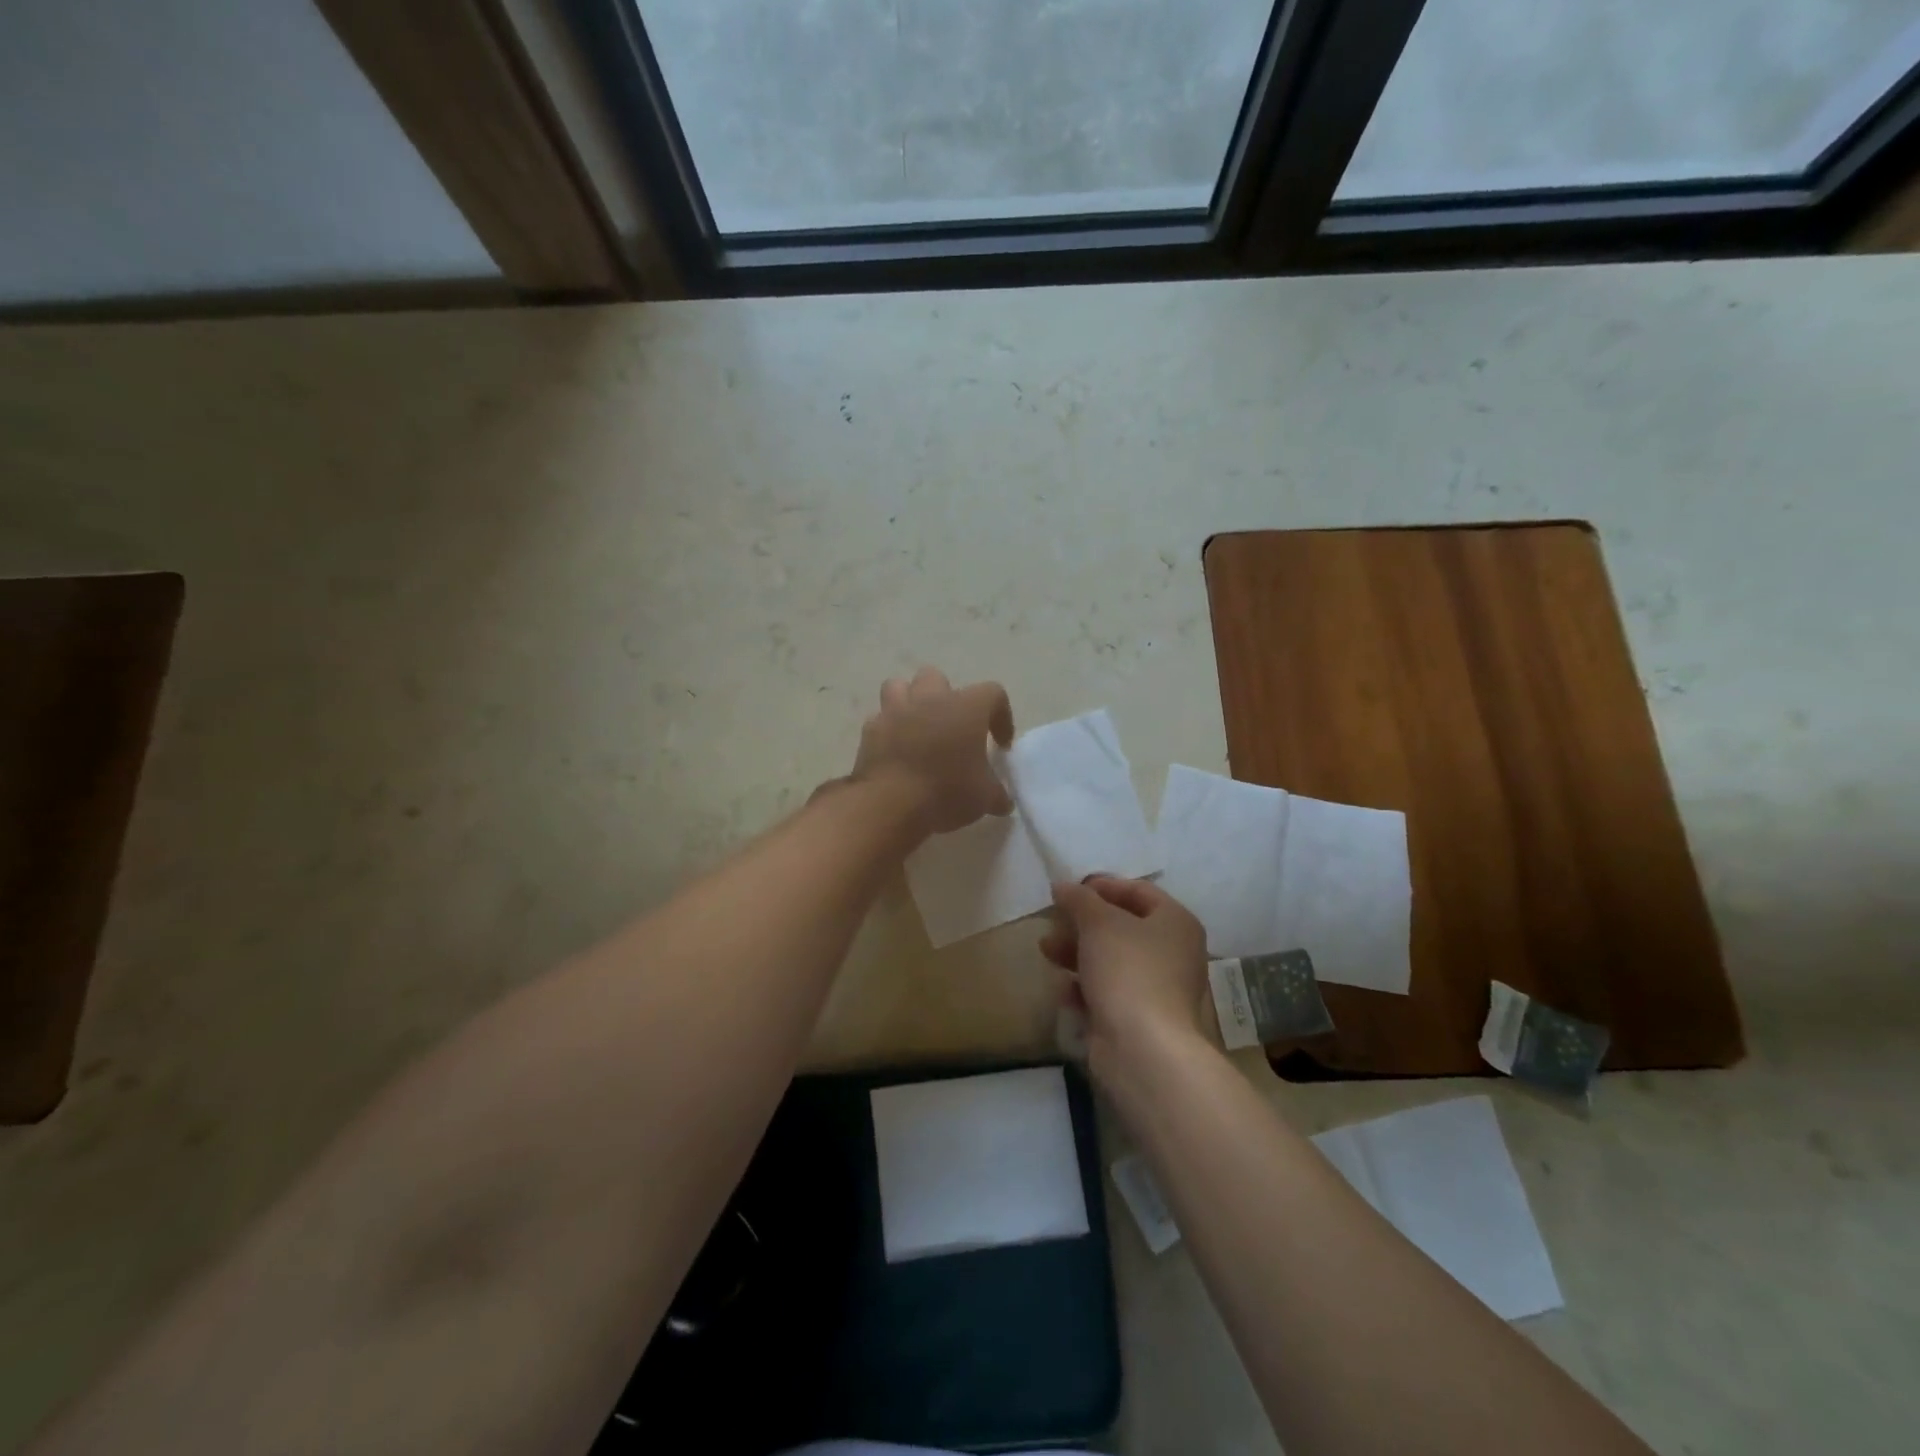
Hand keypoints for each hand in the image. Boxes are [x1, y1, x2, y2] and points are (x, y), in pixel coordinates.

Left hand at [849, 667, 1014, 834]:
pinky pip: (879, 720)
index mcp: (966, 707)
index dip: (1001, 716)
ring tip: (918, 728)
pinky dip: (888, 731)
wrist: (890, 804)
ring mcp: (895, 711)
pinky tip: (895, 752)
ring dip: (909, 702)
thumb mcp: (984, 798)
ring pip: (899, 686)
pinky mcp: (870, 730)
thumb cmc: (947, 792)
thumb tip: (1002, 801)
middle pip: (937, 678)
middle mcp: (930, 699)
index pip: (993, 694)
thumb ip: (996, 793)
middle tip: (952, 728)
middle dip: (946, 698)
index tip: (1000, 744)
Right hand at [1041, 876, 1210, 1081]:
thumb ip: (1079, 899)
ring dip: (1077, 953)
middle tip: (1052, 921)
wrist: (1143, 1049)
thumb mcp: (1098, 923)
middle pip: (1122, 927)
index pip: (1138, 891)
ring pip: (1111, 961)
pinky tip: (1063, 990)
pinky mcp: (1139, 1020)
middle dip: (1082, 923)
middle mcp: (1172, 953)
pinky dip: (1085, 989)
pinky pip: (1108, 994)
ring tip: (1046, 951)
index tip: (1069, 889)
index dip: (1102, 886)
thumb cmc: (1128, 970)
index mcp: (1175, 922)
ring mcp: (1157, 989)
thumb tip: (1062, 885)